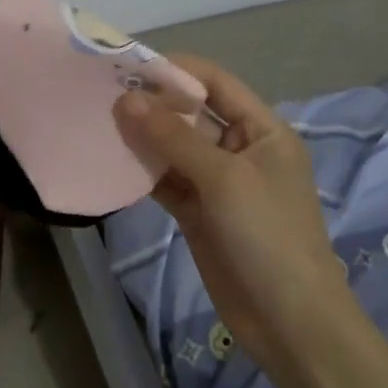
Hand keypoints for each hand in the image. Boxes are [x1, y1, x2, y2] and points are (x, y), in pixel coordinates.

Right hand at [113, 55, 349, 372]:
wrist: (289, 321)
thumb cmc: (268, 236)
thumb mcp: (224, 179)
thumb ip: (174, 137)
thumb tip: (125, 99)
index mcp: (262, 130)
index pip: (216, 83)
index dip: (175, 71)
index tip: (127, 65)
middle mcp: (240, 149)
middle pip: (192, 114)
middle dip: (152, 104)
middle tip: (102, 94)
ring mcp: (218, 183)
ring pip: (174, 148)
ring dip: (143, 137)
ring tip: (98, 122)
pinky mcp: (198, 212)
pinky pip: (166, 181)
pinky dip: (142, 171)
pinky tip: (111, 161)